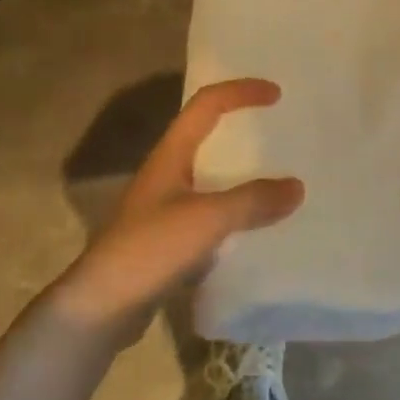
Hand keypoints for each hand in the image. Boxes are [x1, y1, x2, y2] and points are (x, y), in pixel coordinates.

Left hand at [49, 78, 303, 337]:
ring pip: (212, 178)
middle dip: (244, 130)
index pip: (206, 105)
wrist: (102, 307)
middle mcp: (167, 174)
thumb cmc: (149, 249)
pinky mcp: (170, 240)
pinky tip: (259, 229)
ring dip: (243, 175)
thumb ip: (252, 201)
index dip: (240, 92)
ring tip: (280, 180)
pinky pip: (212, 215)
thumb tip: (297, 187)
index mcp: (170, 155)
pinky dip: (237, 213)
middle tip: (282, 135)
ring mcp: (166, 208)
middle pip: (208, 137)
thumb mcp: (206, 220)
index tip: (277, 94)